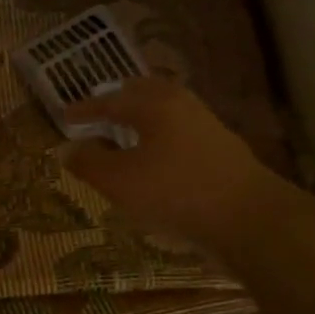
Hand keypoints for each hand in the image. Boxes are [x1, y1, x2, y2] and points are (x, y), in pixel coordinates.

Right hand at [61, 78, 285, 253]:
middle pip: (144, 94)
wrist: (249, 218)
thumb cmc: (175, 192)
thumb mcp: (119, 181)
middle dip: (119, 102)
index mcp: (154, 104)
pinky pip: (180, 133)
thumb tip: (68, 148)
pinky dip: (160, 138)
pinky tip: (157, 161)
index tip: (65, 116)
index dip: (85, 110)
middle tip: (100, 113)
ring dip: (142, 120)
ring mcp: (207, 126)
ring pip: (166, 113)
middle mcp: (182, 105)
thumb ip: (89, 162)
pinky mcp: (222, 151)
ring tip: (125, 137)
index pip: (110, 100)